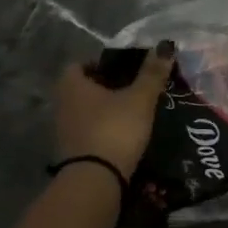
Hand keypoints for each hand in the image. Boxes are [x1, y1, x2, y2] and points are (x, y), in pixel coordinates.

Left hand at [55, 42, 174, 177]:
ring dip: (106, 109)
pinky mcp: (73, 152)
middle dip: (107, 86)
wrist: (96, 180)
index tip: (125, 67)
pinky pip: (90, 131)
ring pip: (87, 111)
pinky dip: (105, 128)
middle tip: (134, 86)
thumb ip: (152, 73)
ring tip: (134, 110)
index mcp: (73, 85)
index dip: (101, 62)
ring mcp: (65, 131)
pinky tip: (126, 132)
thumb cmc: (115, 128)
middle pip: (84, 88)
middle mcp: (63, 105)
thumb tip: (165, 46)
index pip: (80, 64)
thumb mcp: (140, 98)